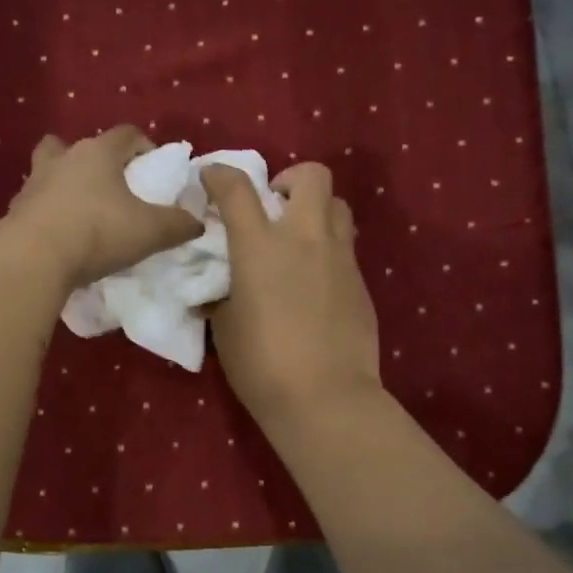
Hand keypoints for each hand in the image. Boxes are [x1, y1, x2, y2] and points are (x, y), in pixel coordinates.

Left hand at [2, 127, 204, 291]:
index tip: (154, 168)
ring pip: (49, 171)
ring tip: (81, 211)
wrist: (33, 258)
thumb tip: (196, 222)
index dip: (144, 146)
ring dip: (64, 184)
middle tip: (109, 185)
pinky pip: (35, 204)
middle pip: (76, 145)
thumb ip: (179, 224)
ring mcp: (33, 184)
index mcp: (98, 153)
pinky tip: (59, 237)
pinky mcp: (15, 211)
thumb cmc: (97, 232)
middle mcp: (63, 159)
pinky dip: (47, 214)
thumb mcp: (151, 231)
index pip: (126, 133)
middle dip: (93, 160)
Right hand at [202, 161, 380, 426]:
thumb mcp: (224, 326)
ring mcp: (339, 257)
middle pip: (312, 175)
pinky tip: (315, 281)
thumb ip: (222, 293)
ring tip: (299, 239)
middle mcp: (304, 238)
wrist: (325, 398)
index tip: (211, 178)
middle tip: (273, 206)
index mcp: (260, 246)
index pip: (237, 188)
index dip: (220, 174)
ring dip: (316, 210)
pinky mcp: (361, 281)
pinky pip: (346, 246)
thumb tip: (219, 286)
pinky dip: (328, 249)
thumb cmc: (262, 364)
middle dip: (290, 179)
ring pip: (338, 205)